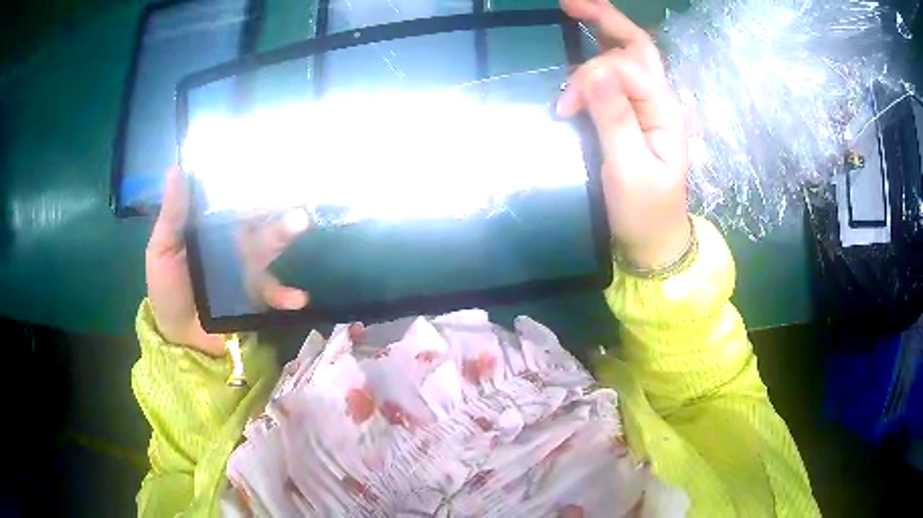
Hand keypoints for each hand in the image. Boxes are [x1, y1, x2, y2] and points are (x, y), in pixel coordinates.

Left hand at [145, 167, 309, 355]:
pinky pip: (274, 294)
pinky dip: (287, 295)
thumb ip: (172, 215)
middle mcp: (233, 242)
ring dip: (284, 234)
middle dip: (272, 202)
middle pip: (255, 219)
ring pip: (268, 247)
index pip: (233, 200)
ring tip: (301, 222)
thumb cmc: (167, 287)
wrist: (178, 336)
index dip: (249, 184)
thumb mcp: (161, 249)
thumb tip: (176, 169)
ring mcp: (247, 269)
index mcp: (212, 226)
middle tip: (293, 188)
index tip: (268, 166)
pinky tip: (298, 297)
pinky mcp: (255, 297)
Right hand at [557, 0, 689, 268]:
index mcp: (665, 110)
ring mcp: (650, 107)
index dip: (591, 76)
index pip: (626, 66)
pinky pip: (621, 76)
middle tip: (569, 2)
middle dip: (605, 19)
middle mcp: (661, 100)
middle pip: (637, 46)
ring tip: (574, 17)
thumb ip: (615, 119)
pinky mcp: (637, 116)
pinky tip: (585, 50)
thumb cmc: (645, 210)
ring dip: (602, 34)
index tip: (564, 108)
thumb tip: (593, 71)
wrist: (655, 240)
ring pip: (630, 56)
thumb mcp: (629, 169)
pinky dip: (601, 57)